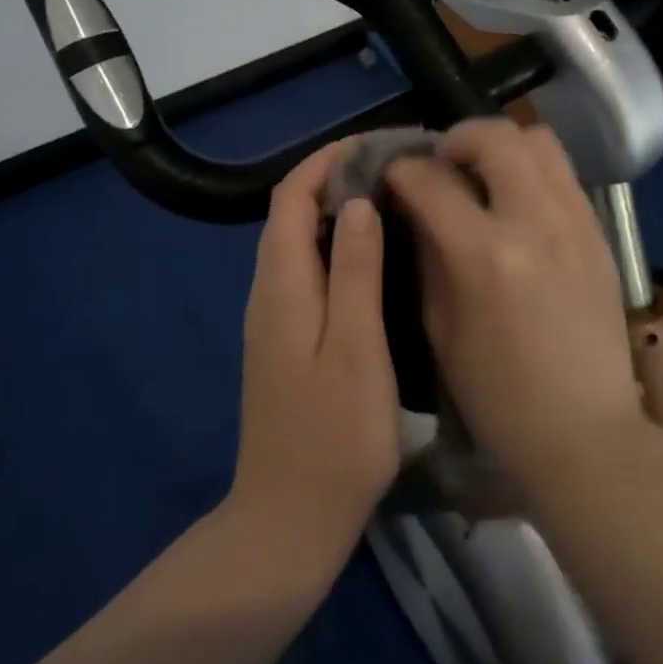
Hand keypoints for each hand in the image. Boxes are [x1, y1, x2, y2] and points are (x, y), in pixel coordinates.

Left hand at [228, 139, 399, 580]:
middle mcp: (269, 291)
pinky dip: (334, 245)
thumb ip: (354, 270)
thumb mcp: (356, 347)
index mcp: (282, 284)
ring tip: (390, 201)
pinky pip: (305, 270)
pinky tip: (373, 258)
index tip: (374, 143)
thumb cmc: (334, 435)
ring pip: (297, 241)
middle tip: (393, 170)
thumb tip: (357, 201)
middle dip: (334, 178)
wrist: (289, 520)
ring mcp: (273, 318)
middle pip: (290, 213)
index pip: (291, 196)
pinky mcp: (285, 340)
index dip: (327, 161)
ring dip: (335, 210)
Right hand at [386, 119, 642, 495]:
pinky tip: (516, 199)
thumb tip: (413, 204)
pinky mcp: (599, 231)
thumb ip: (426, 253)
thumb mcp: (440, 328)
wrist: (586, 431)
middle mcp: (535, 223)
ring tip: (481, 172)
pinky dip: (531, 167)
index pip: (433, 181)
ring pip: (538, 140)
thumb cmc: (498, 394)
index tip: (392, 173)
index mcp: (485, 256)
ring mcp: (575, 221)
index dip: (403, 169)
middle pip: (494, 136)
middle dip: (455, 138)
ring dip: (499, 145)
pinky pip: (562, 171)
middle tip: (440, 163)